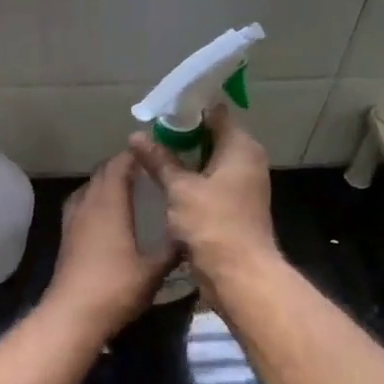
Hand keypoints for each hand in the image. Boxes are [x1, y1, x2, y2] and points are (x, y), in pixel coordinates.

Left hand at [44, 151, 174, 335]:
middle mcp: (88, 204)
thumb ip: (173, 248)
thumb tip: (192, 231)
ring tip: (130, 186)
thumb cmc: (116, 287)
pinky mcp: (66, 235)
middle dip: (123, 164)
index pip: (120, 164)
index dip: (136, 154)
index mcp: (110, 204)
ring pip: (89, 186)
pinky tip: (108, 213)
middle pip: (102, 171)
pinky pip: (81, 203)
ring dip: (107, 180)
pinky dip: (95, 197)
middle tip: (148, 167)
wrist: (73, 314)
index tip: (156, 150)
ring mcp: (73, 219)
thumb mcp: (154, 270)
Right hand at [129, 104, 280, 300]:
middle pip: (212, 136)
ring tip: (150, 155)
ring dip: (184, 159)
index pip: (215, 113)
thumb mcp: (180, 189)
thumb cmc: (213, 224)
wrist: (239, 275)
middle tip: (148, 134)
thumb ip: (159, 160)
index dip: (187, 109)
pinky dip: (190, 179)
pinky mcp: (234, 206)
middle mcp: (247, 161)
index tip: (159, 111)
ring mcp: (242, 185)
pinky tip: (165, 182)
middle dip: (181, 135)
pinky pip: (210, 182)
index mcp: (241, 147)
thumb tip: (136, 135)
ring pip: (209, 161)